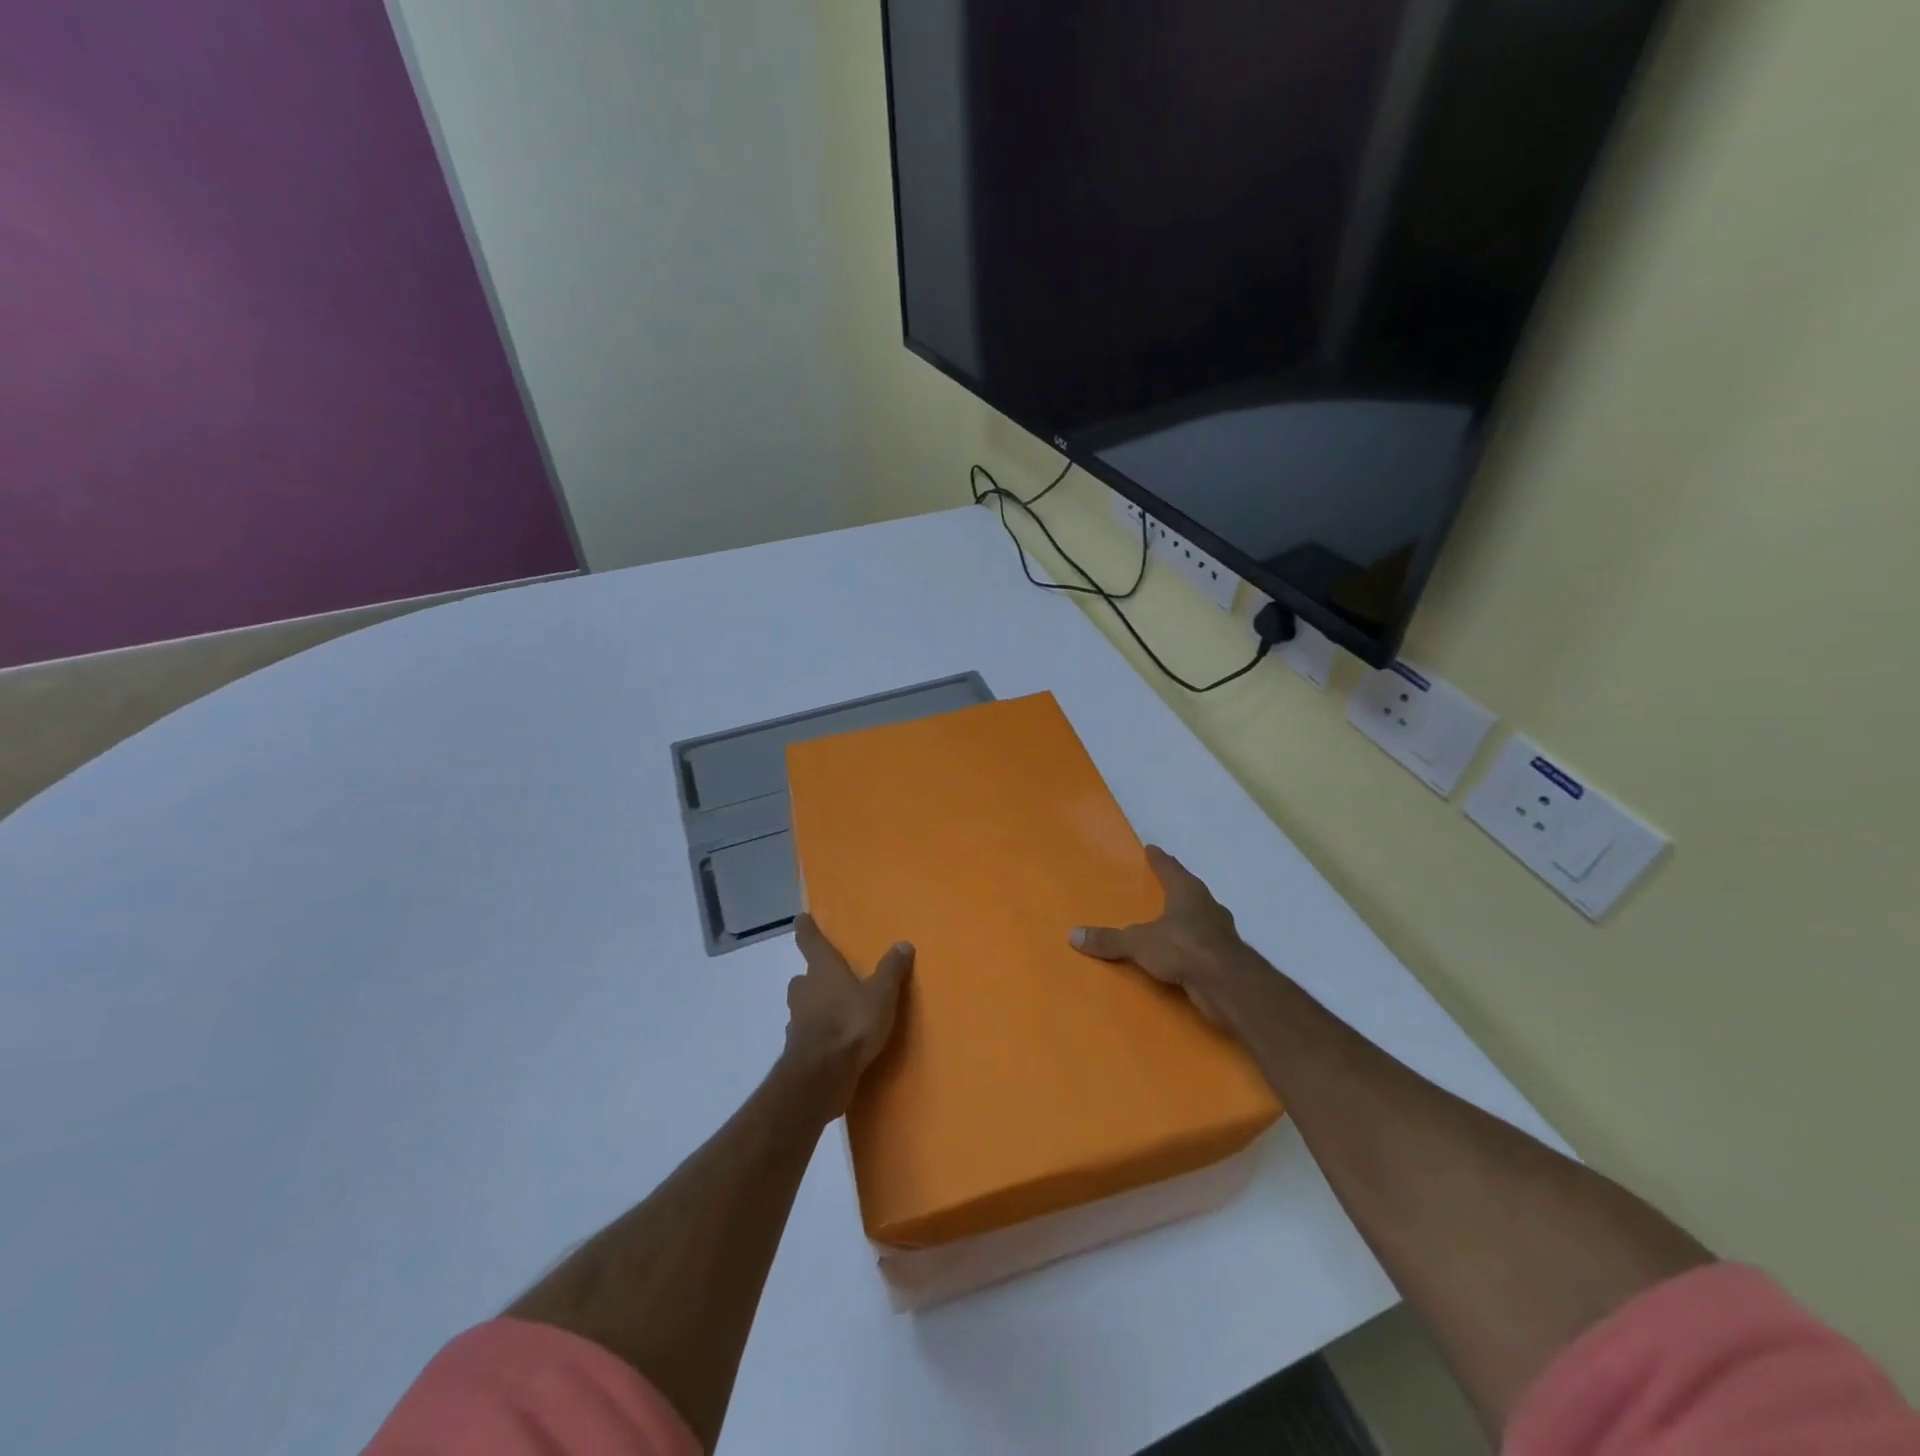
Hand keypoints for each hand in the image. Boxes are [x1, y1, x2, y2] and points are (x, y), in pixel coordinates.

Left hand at [785, 914, 912, 1109]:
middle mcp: (805, 990)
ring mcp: (797, 1021)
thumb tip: (903, 943)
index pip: (811, 942)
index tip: (801, 919)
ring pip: (802, 1006)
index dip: (806, 930)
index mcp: (823, 970)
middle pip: (803, 978)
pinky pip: (806, 1034)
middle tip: (827, 979)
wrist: (822, 1073)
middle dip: (812, 977)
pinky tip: (832, 1044)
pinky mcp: (797, 1050)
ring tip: (834, 1012)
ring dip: (813, 1007)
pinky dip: (816, 1034)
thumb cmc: (852, 1022)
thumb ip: (891, 970)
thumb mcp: (882, 994)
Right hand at [1071, 846, 1252, 1027]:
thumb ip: (1109, 939)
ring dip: (1186, 918)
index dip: (1160, 859)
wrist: (1228, 985)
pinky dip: (1190, 946)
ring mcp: (1220, 932)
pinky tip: (1181, 955)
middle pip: (1189, 891)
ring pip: (1199, 918)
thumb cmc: (1184, 948)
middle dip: (1176, 888)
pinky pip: (1202, 945)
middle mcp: (1207, 906)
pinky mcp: (1225, 957)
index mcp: (1188, 891)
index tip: (1152, 848)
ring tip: (1168, 922)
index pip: (1170, 868)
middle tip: (1160, 886)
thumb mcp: (1138, 942)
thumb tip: (1073, 934)